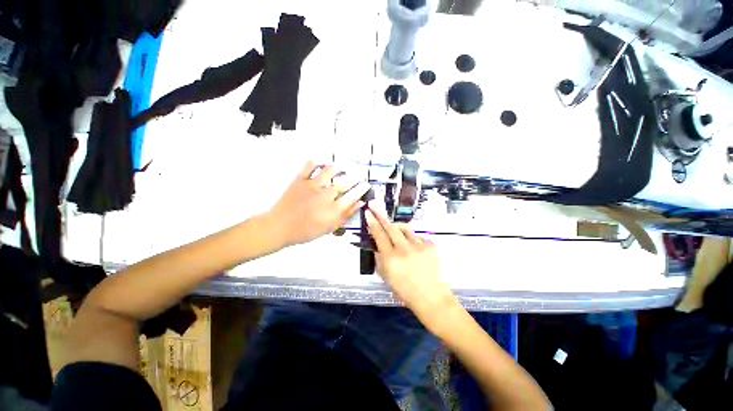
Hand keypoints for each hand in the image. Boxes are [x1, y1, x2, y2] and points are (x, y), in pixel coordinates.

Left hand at [266, 161, 369, 246]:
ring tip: (342, 168)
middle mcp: (325, 195)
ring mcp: (312, 186)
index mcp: (333, 209)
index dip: (362, 189)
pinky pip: (309, 166)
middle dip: (354, 177)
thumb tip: (360, 203)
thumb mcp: (329, 228)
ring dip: (338, 167)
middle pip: (344, 182)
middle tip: (358, 174)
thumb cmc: (306, 231)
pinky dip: (316, 162)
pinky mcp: (299, 180)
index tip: (366, 184)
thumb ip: (346, 215)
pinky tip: (321, 163)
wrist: (279, 227)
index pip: (353, 196)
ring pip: (329, 170)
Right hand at [365, 207, 459, 331]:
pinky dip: (414, 241)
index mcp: (391, 258)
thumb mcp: (386, 276)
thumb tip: (377, 244)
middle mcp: (404, 249)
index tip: (368, 213)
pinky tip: (416, 252)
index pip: (379, 236)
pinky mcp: (431, 245)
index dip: (372, 223)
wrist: (430, 296)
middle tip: (374, 206)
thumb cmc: (404, 289)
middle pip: (391, 227)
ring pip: (405, 229)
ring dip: (399, 230)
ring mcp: (419, 245)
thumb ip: (380, 258)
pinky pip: (418, 237)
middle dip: (381, 216)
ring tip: (400, 239)